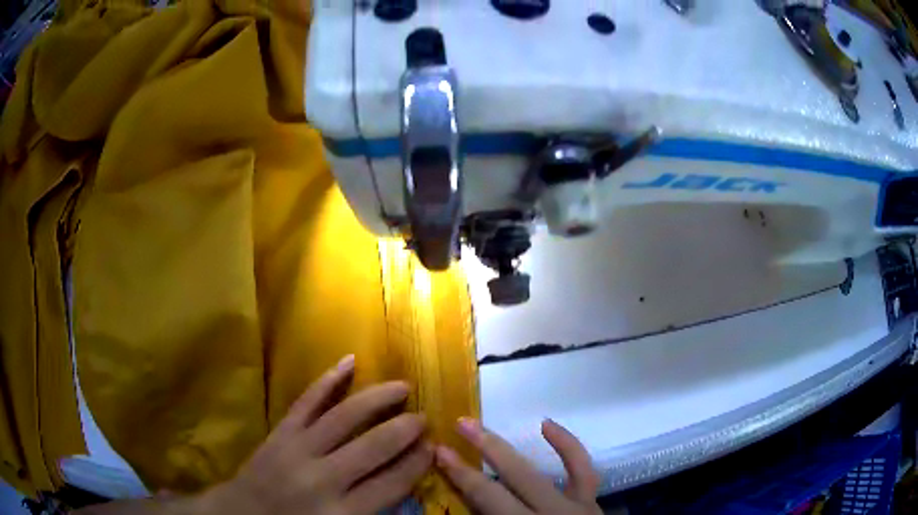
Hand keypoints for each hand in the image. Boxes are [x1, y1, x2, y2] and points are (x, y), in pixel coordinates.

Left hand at [204, 355, 432, 514]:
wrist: (242, 514)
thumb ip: (373, 512)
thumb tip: (406, 485)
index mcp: (342, 512)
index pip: (393, 483)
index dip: (417, 463)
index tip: (433, 448)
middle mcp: (324, 478)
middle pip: (375, 446)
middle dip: (405, 429)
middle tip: (424, 417)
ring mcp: (299, 449)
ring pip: (345, 416)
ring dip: (377, 398)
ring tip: (402, 386)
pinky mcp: (281, 431)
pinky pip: (307, 400)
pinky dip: (328, 380)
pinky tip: (348, 362)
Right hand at [436, 418, 601, 514]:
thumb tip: (464, 506)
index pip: (487, 497)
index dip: (461, 474)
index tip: (440, 452)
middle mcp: (551, 514)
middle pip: (513, 477)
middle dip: (485, 449)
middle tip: (460, 423)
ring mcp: (576, 506)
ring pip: (540, 472)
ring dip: (512, 448)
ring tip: (488, 426)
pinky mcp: (591, 503)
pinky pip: (583, 470)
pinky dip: (568, 446)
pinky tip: (548, 425)